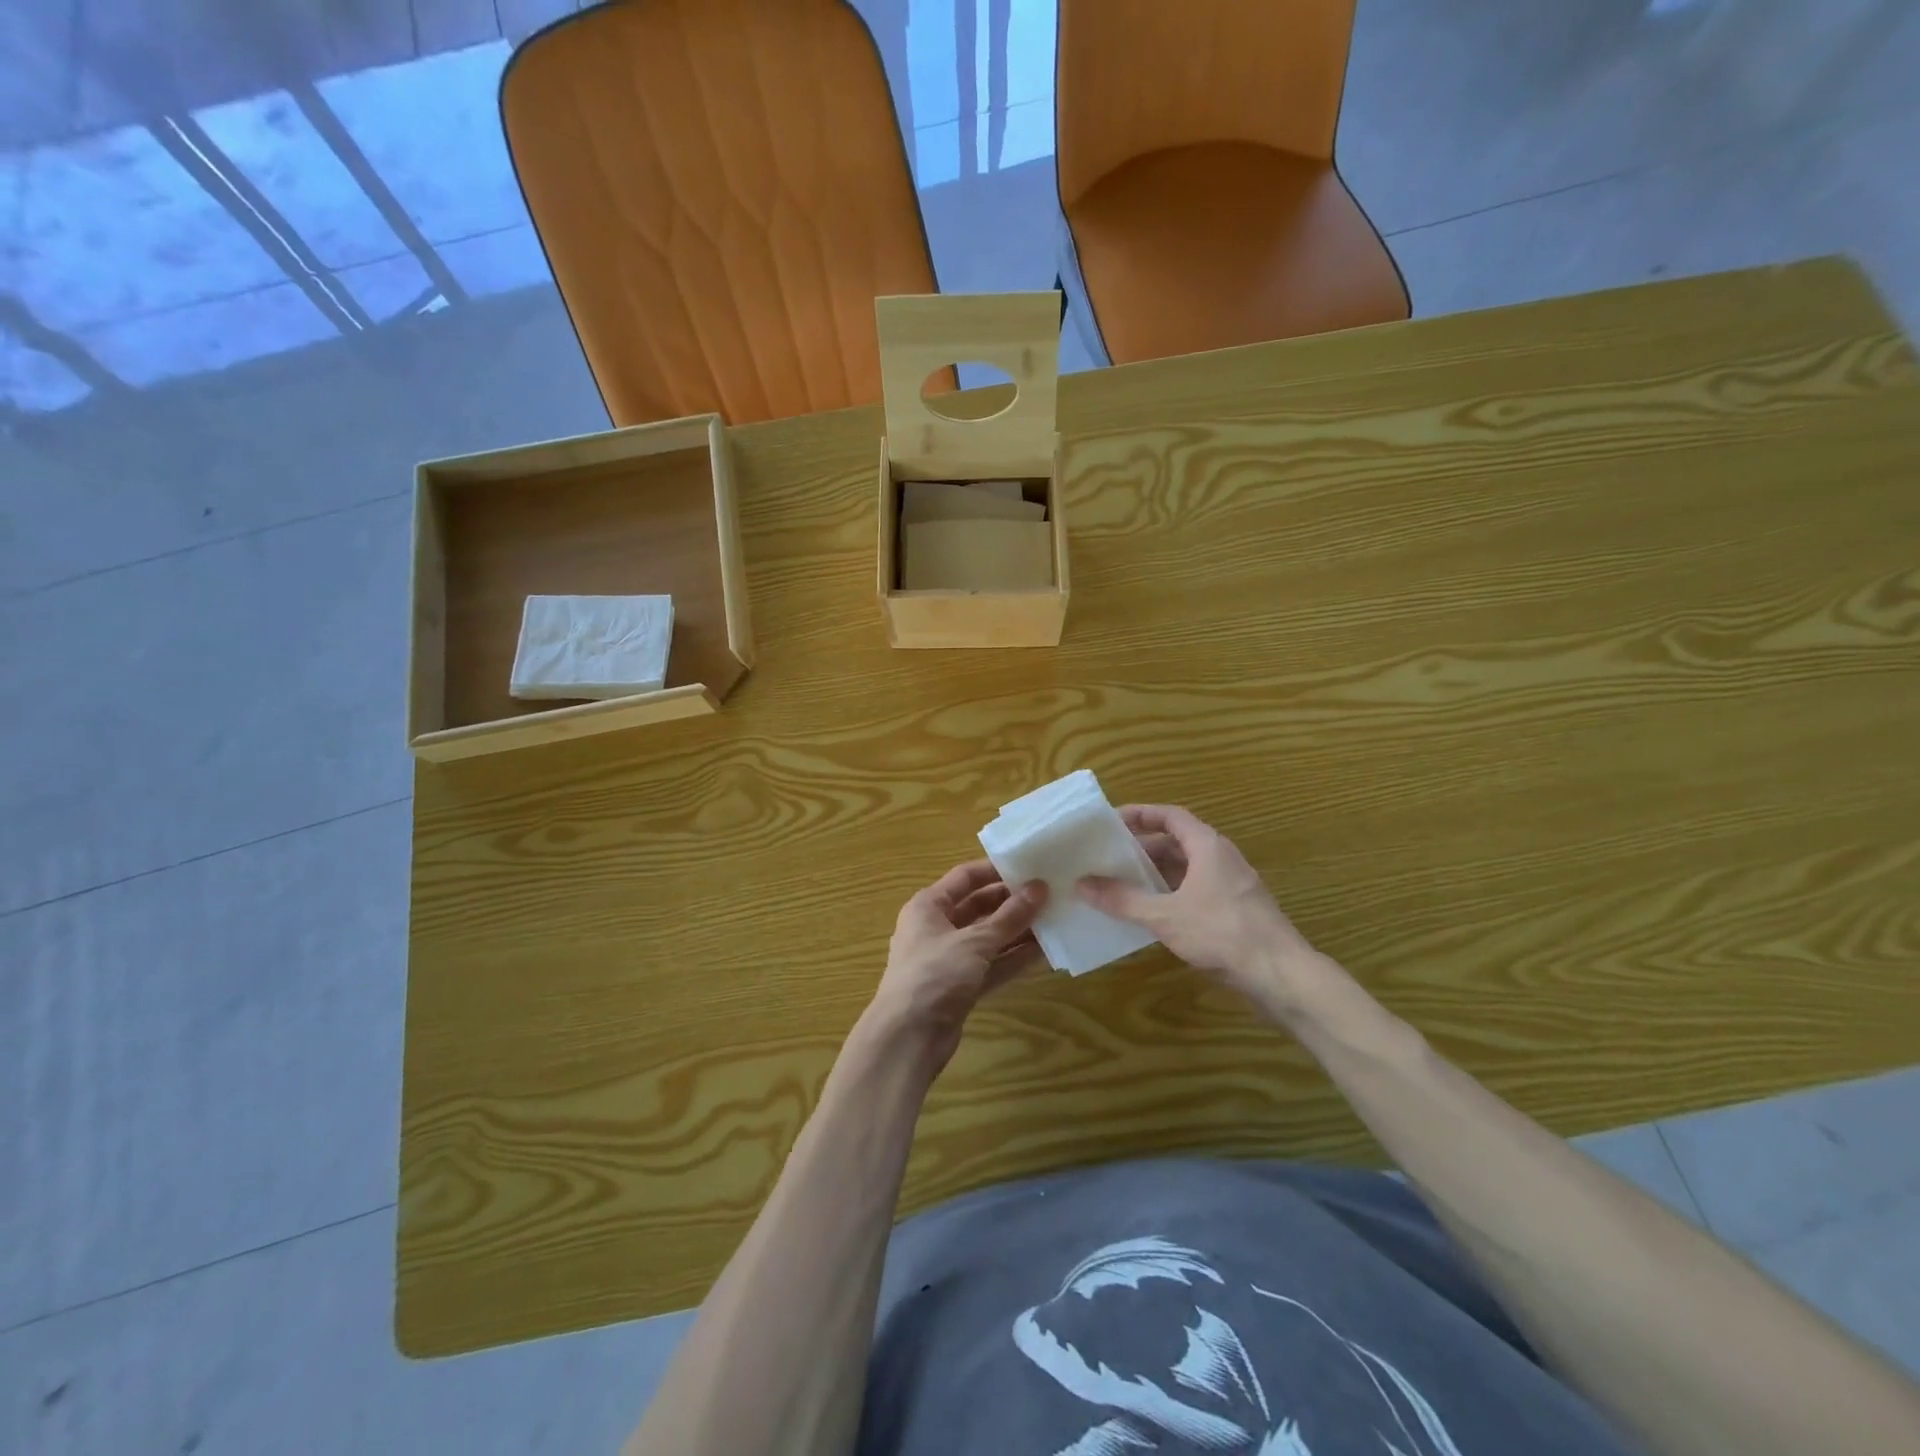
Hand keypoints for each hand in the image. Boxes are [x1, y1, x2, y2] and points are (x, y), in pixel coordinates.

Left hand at [866, 860, 1047, 1073]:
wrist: (908, 1038)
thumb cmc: (935, 975)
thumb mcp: (974, 941)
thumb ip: (1009, 917)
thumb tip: (1039, 888)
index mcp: (928, 906)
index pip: (965, 878)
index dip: (996, 870)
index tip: (1029, 866)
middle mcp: (936, 928)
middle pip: (979, 907)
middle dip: (1012, 903)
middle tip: (1049, 895)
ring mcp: (949, 959)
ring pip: (988, 938)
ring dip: (1018, 932)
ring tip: (1054, 921)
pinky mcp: (960, 987)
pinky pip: (991, 965)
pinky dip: (1013, 959)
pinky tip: (1044, 953)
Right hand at [1078, 805, 1325, 1017]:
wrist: (1281, 975)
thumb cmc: (1222, 933)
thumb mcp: (1165, 916)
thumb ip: (1123, 899)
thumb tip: (1082, 884)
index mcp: (1208, 846)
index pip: (1170, 816)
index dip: (1140, 814)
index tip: (1111, 821)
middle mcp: (1221, 858)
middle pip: (1177, 842)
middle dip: (1142, 848)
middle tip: (1109, 857)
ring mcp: (1231, 886)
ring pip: (1187, 869)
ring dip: (1156, 874)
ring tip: (1121, 884)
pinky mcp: (1235, 911)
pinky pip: (1196, 891)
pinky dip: (1171, 894)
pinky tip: (1150, 914)